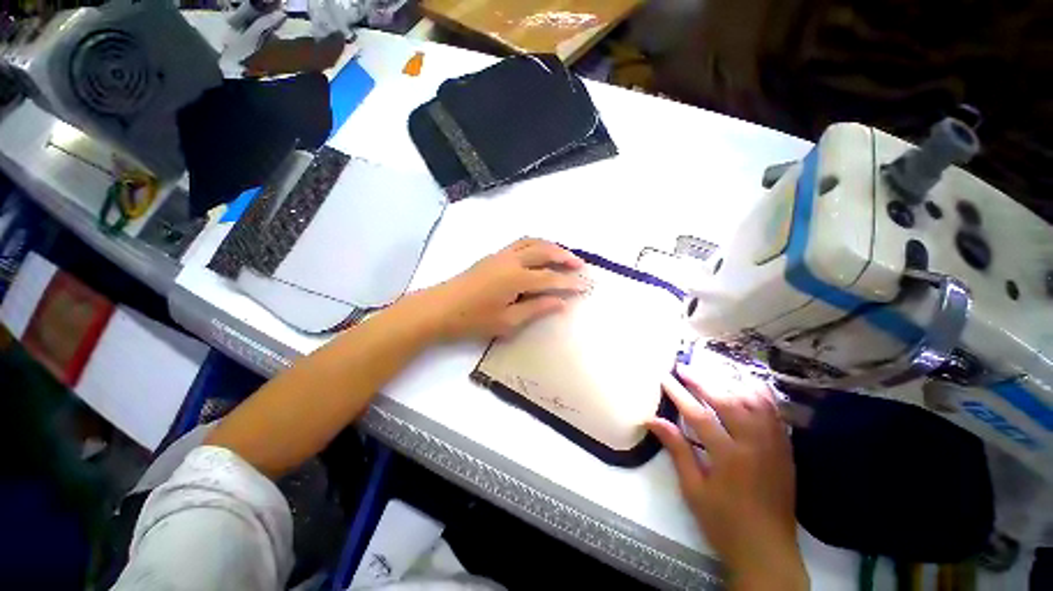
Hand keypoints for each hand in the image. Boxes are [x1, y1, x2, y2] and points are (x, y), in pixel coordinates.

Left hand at [417, 238, 586, 340]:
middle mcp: (510, 261)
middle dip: (564, 256)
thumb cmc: (472, 320)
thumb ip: (536, 309)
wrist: (438, 309)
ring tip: (563, 254)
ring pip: (531, 242)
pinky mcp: (492, 256)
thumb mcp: (507, 321)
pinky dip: (535, 245)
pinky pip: (520, 243)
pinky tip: (539, 254)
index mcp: (515, 278)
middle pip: (543, 251)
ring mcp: (500, 255)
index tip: (585, 285)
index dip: (569, 282)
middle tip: (580, 264)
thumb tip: (560, 303)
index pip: (550, 278)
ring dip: (550, 246)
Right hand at [648, 364, 806, 590]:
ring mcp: (775, 446)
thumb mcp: (693, 490)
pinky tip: (748, 388)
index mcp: (729, 457)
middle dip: (702, 381)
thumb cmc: (724, 523)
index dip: (679, 394)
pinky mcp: (785, 451)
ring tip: (713, 373)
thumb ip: (676, 450)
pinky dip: (761, 397)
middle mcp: (755, 445)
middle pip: (728, 402)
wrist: (768, 552)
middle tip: (684, 367)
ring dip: (732, 384)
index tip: (665, 377)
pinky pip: (776, 415)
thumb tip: (652, 420)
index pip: (699, 415)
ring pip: (756, 403)